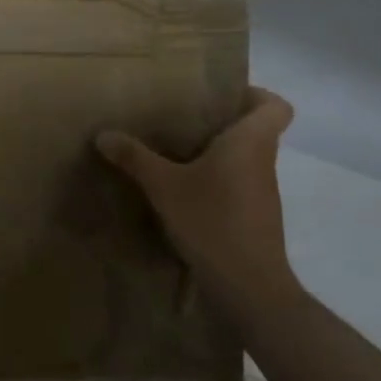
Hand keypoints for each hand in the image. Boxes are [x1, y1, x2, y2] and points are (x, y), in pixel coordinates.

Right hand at [95, 87, 300, 302]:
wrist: (247, 285)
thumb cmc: (212, 221)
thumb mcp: (164, 186)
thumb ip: (135, 158)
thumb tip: (103, 134)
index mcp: (250, 142)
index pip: (276, 106)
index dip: (255, 95)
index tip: (222, 97)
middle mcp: (263, 162)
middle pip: (256, 131)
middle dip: (223, 124)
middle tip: (184, 121)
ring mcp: (262, 192)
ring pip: (246, 159)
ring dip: (217, 155)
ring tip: (176, 154)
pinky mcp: (255, 217)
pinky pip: (238, 186)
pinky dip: (217, 183)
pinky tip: (185, 193)